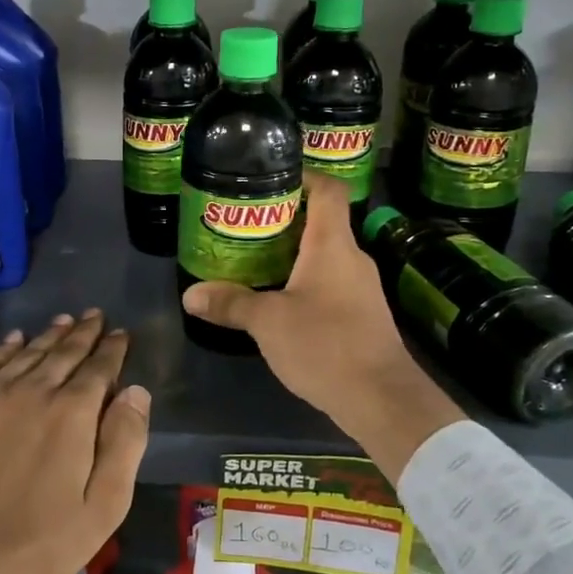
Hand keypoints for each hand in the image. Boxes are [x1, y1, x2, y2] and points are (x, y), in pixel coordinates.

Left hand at [0, 311, 149, 573]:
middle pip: (62, 352)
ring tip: (65, 321)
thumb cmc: (42, 543)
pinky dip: (5, 348)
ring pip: (26, 353)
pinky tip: (16, 339)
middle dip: (83, 333)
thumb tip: (135, 390)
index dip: (112, 348)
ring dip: (49, 335)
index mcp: (72, 414)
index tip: (121, 334)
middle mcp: (31, 391)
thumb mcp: (104, 507)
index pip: (98, 367)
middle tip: (96, 316)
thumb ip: (125, 442)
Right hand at [181, 175, 462, 478]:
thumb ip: (231, 304)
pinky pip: (331, 283)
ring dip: (294, 254)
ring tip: (255, 260)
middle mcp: (352, 258)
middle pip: (322, 221)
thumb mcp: (268, 323)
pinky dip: (305, 282)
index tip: (270, 179)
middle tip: (246, 224)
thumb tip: (190, 295)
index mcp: (332, 245)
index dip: (303, 175)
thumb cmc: (325, 345)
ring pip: (325, 256)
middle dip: (285, 219)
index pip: (328, 189)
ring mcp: (362, 287)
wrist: (381, 398)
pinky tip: (280, 301)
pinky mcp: (363, 314)